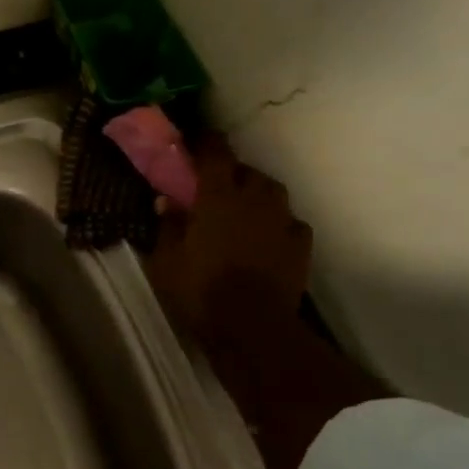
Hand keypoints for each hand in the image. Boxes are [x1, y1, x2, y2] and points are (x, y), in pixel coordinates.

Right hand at [146, 137, 312, 342]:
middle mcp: (254, 199)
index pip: (215, 153)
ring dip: (257, 194)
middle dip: (232, 173)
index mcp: (218, 196)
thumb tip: (167, 201)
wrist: (253, 327)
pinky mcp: (301, 245)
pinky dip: (277, 224)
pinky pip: (289, 222)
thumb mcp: (166, 261)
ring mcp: (282, 221)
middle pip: (247, 171)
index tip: (196, 140)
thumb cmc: (201, 290)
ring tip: (243, 210)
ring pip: (272, 193)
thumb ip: (168, 226)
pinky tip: (267, 238)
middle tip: (215, 187)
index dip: (206, 142)